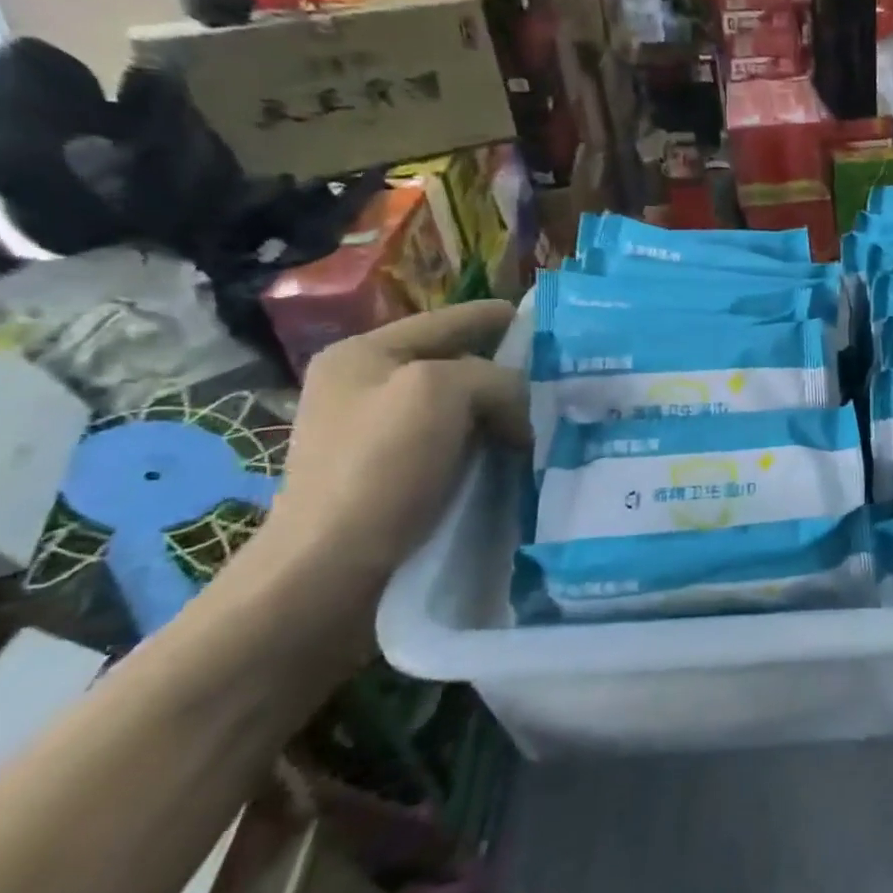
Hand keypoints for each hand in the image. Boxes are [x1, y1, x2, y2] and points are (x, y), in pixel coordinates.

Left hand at [265, 301, 529, 597]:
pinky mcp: (393, 480)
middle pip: (457, 366)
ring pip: (461, 411)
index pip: (447, 321)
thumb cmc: (379, 468)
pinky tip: (522, 459)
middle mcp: (367, 389)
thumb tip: (518, 411)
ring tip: (554, 423)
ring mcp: (377, 438)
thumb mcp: (440, 392)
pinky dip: (490, 449)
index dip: (497, 318)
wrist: (329, 574)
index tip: (546, 322)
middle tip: (563, 382)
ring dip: (503, 417)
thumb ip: (493, 378)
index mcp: (365, 355)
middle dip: (508, 374)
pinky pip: (457, 447)